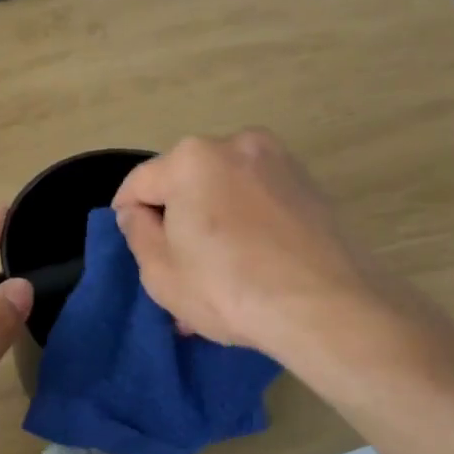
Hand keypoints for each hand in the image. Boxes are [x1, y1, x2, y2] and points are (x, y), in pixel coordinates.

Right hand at [111, 130, 367, 356]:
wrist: (325, 308)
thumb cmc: (228, 288)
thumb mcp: (160, 271)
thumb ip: (137, 232)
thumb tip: (137, 213)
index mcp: (191, 158)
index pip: (140, 182)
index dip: (127, 215)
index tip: (133, 245)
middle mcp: (236, 145)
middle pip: (186, 183)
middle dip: (176, 220)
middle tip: (177, 268)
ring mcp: (279, 162)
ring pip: (225, 191)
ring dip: (212, 224)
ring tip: (215, 274)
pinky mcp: (310, 185)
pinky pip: (259, 200)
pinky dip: (246, 224)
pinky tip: (249, 264)